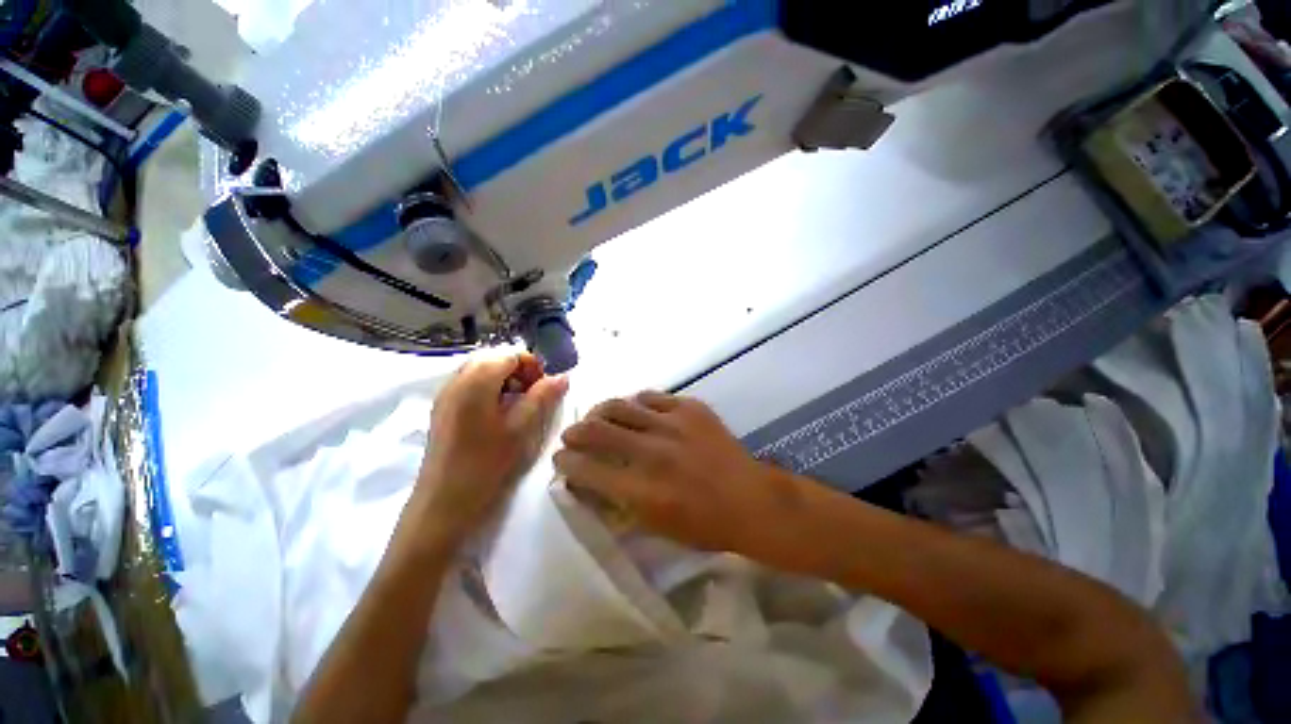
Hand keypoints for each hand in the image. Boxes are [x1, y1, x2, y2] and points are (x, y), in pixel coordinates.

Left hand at [408, 354, 567, 546]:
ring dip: (505, 379)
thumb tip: (563, 376)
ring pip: (480, 371)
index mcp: (475, 381)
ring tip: (519, 403)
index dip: (532, 365)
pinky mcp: (442, 410)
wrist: (443, 505)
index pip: (509, 354)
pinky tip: (499, 413)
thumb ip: (543, 397)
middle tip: (534, 394)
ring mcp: (445, 395)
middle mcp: (456, 381)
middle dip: (519, 370)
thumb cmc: (486, 465)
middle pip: (493, 359)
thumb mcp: (521, 429)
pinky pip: (469, 385)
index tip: (545, 388)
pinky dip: (489, 389)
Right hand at [554, 392, 801, 553]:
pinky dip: (636, 404)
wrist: (751, 499)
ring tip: (597, 417)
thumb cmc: (704, 525)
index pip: (586, 469)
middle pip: (596, 430)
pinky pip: (651, 396)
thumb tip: (589, 480)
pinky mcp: (690, 407)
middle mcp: (652, 452)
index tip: (560, 460)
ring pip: (620, 405)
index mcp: (642, 490)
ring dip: (600, 412)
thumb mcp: (655, 526)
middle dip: (574, 433)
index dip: (565, 463)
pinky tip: (636, 411)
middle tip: (571, 436)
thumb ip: (618, 501)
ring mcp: (673, 424)